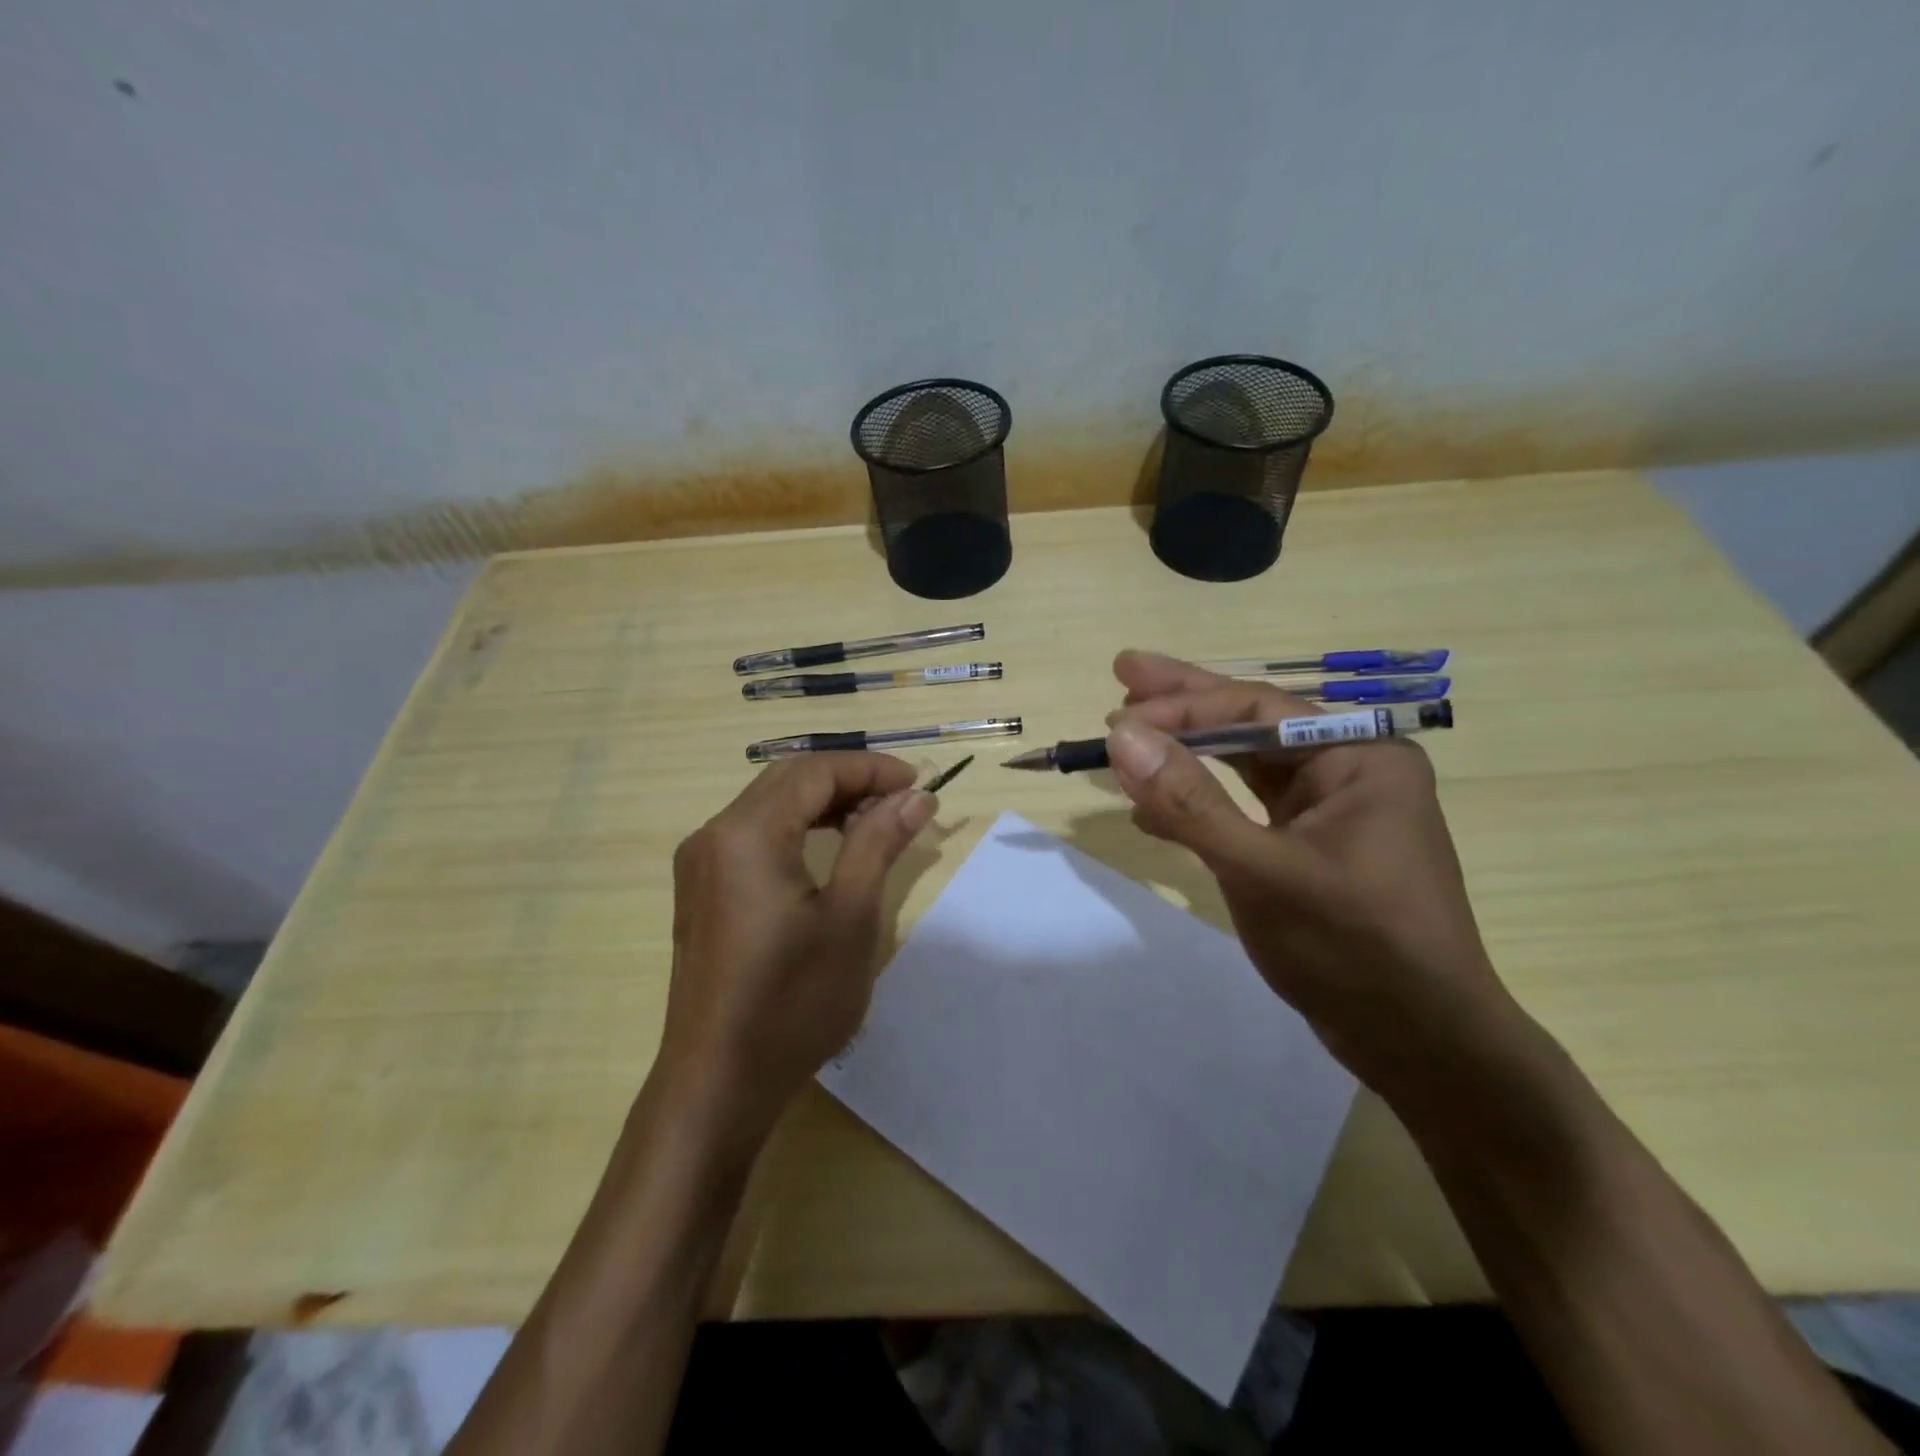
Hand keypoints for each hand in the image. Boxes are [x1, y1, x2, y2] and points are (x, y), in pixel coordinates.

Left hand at [656, 753, 935, 1147]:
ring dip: (824, 802)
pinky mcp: (700, 889)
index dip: (871, 768)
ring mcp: (700, 863)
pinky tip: (829, 849)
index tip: (920, 784)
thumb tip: (915, 797)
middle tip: (903, 801)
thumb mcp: (850, 919)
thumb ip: (878, 844)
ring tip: (875, 822)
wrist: (717, 1083)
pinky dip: (797, 828)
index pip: (815, 772)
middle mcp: (713, 834)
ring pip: (769, 804)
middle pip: (788, 780)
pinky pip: (753, 834)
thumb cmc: (792, 1002)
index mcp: (746, 833)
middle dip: (849, 780)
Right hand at [1106, 650, 1518, 1098]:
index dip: (1182, 707)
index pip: (1257, 708)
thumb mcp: (1263, 870)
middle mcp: (1348, 770)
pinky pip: (1244, 810)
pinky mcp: (1308, 850)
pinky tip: (1153, 811)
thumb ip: (1190, 802)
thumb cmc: (1354, 948)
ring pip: (1243, 766)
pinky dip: (1198, 806)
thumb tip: (1121, 737)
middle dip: (1184, 705)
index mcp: (1359, 756)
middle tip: (1122, 673)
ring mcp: (1328, 812)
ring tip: (1127, 735)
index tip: (1116, 719)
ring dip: (1185, 755)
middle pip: (1251, 724)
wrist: (1422, 1046)